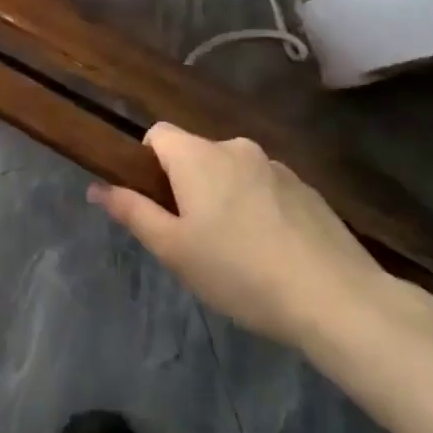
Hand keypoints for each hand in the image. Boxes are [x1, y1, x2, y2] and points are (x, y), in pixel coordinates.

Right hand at [87, 124, 385, 350]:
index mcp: (197, 156)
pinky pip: (266, 188)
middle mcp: (235, 147)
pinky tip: (272, 252)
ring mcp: (276, 166)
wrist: (336, 298)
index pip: (157, 134)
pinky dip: (259, 208)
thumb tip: (96, 187)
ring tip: (237, 251)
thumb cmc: (239, 272)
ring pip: (232, 172)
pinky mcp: (308, 188)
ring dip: (225, 196)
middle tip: (193, 238)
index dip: (147, 163)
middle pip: (196, 154)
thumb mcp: (174, 250)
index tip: (157, 204)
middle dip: (187, 185)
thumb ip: (132, 212)